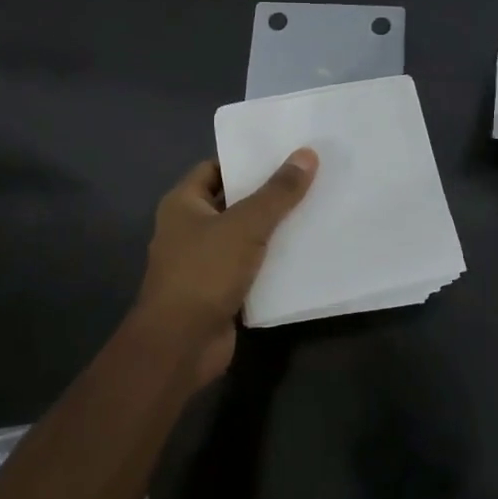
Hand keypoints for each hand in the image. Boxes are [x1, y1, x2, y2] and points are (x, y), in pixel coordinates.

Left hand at [136, 150, 318, 387]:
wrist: (180, 346)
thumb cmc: (204, 272)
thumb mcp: (246, 225)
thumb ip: (278, 191)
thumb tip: (307, 154)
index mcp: (183, 203)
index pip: (217, 167)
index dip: (248, 159)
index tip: (285, 152)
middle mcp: (190, 228)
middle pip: (235, 201)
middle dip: (269, 193)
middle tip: (310, 177)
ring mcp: (205, 262)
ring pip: (246, 235)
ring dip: (275, 228)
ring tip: (317, 208)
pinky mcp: (221, 290)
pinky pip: (252, 266)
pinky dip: (274, 260)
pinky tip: (307, 251)